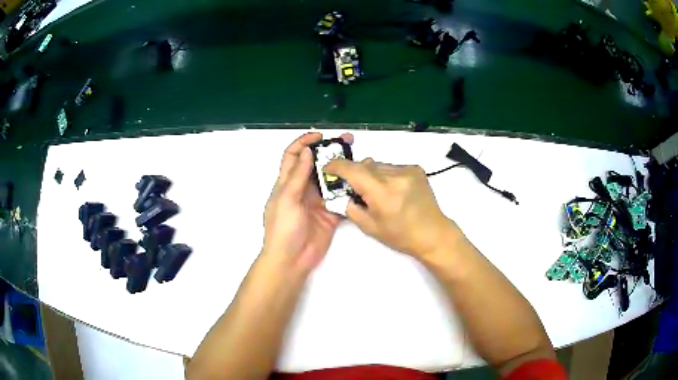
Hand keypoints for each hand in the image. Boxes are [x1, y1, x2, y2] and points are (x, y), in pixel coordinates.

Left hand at [262, 132, 352, 273]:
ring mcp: (317, 201)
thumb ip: (297, 176)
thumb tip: (307, 151)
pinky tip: (362, 183)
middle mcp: (303, 189)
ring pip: (331, 180)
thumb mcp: (287, 199)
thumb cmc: (283, 228)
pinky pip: (341, 199)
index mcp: (287, 183)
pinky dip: (350, 191)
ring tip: (359, 159)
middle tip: (348, 141)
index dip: (304, 143)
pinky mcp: (330, 214)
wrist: (291, 260)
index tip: (320, 136)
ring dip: (343, 169)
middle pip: (316, 165)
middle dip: (329, 151)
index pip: (293, 156)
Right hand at [323, 159, 459, 258]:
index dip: (337, 166)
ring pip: (379, 165)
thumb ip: (350, 207)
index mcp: (382, 192)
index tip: (328, 167)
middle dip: (355, 172)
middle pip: (365, 165)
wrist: (433, 233)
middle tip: (352, 186)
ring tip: (376, 191)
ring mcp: (408, 170)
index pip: (353, 170)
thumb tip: (340, 193)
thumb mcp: (369, 227)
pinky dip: (386, 175)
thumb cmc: (400, 235)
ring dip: (371, 174)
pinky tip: (392, 189)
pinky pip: (392, 166)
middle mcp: (395, 176)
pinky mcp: (416, 169)